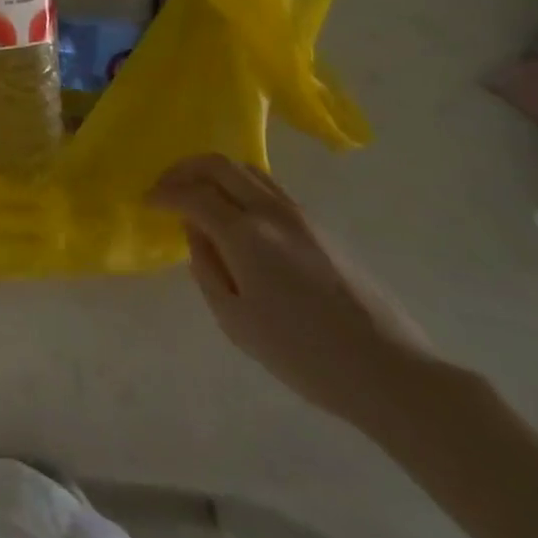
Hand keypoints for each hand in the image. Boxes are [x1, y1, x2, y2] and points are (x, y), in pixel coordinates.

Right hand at [148, 155, 444, 430]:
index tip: (146, 202)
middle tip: (166, 187)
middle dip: (183, 169)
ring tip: (198, 194)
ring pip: (246, 169)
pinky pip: (268, 187)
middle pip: (217, 164)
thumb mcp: (236, 321)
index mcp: (244, 233)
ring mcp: (299, 214)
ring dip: (214, 173)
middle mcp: (270, 210)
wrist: (391, 372)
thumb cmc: (304, 355)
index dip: (163, 194)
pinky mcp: (321, 226)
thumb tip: (196, 234)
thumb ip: (206, 269)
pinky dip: (240, 186)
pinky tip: (236, 214)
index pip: (191, 195)